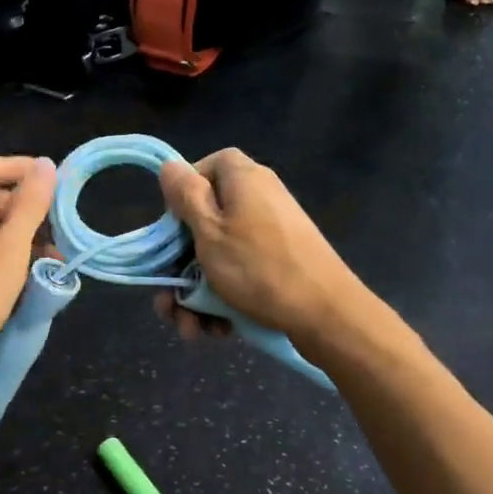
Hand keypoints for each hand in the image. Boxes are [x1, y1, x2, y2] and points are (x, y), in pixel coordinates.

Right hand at [154, 148, 363, 346]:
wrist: (325, 313)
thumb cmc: (257, 266)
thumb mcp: (209, 230)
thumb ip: (186, 195)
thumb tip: (170, 165)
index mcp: (243, 179)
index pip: (206, 166)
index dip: (184, 193)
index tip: (172, 225)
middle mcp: (259, 199)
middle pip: (207, 219)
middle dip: (180, 264)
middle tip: (168, 299)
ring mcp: (271, 233)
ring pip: (219, 254)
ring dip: (197, 291)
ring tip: (189, 327)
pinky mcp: (280, 262)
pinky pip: (241, 272)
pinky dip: (224, 297)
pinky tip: (216, 328)